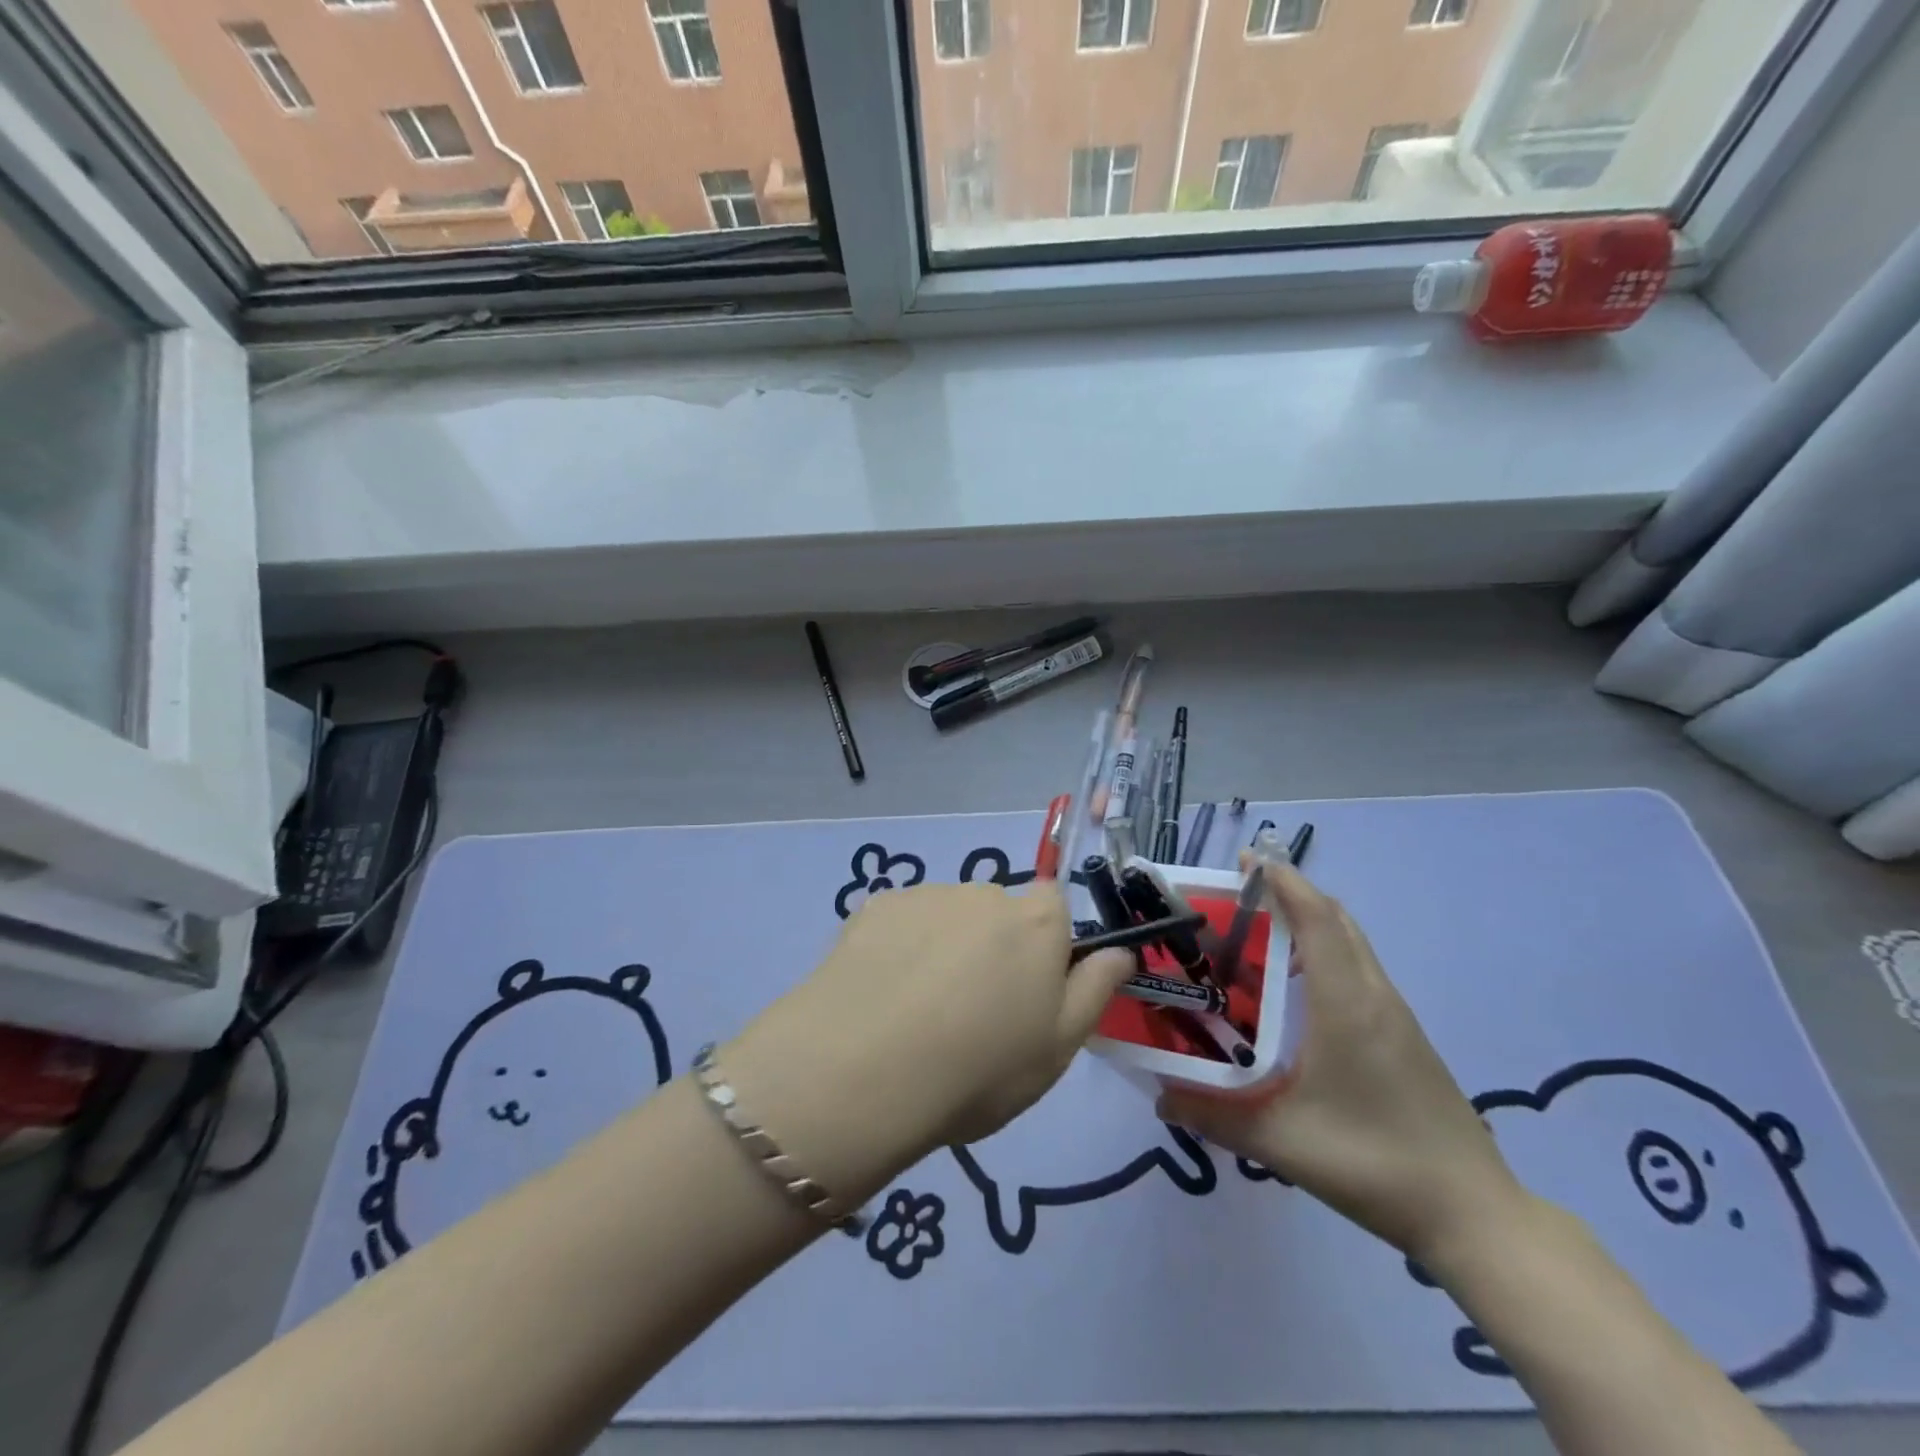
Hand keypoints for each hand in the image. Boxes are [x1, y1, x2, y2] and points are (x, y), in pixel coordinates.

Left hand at [723, 882, 1134, 1207]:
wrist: (863, 1070)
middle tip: (971, 1013)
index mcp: (1036, 922)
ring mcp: (924, 895)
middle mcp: (982, 893)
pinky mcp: (873, 906)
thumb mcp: (1058, 1048)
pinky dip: (899, 949)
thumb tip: (1119, 951)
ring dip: (944, 948)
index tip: (1030, 992)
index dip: (1047, 945)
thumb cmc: (979, 1068)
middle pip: (999, 913)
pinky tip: (881, 997)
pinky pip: (902, 923)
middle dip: (993, 949)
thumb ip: (1095, 991)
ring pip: (948, 918)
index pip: (1056, 905)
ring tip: (917, 1012)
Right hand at [1158, 857, 1524, 1266]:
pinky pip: (1359, 969)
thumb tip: (1158, 1097)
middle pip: (1336, 920)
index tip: (1248, 860)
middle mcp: (1373, 996)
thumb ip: (1214, 1116)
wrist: (1473, 1215)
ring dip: (1310, 922)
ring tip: (1257, 933)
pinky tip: (1294, 988)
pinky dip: (1325, 952)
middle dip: (1291, 893)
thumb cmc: (1374, 1163)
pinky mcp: (1404, 1036)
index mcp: (1346, 1004)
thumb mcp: (1282, 1142)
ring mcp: (1395, 1016)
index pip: (1317, 919)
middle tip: (1240, 894)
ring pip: (1351, 943)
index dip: (1284, 882)